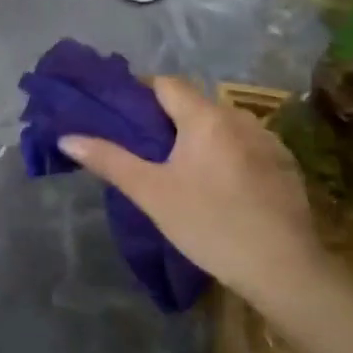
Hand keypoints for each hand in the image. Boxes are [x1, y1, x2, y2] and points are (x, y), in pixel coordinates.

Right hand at [61, 77, 327, 306]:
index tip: (120, 114)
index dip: (140, 91)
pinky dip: (225, 153)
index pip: (166, 83)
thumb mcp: (151, 193)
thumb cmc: (209, 224)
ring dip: (198, 136)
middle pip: (194, 103)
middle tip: (143, 147)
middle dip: (166, 118)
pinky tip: (219, 186)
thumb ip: (109, 159)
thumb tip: (67, 138)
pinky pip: (244, 145)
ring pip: (221, 125)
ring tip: (179, 168)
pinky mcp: (285, 165)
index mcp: (205, 117)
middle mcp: (239, 117)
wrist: (284, 269)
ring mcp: (268, 140)